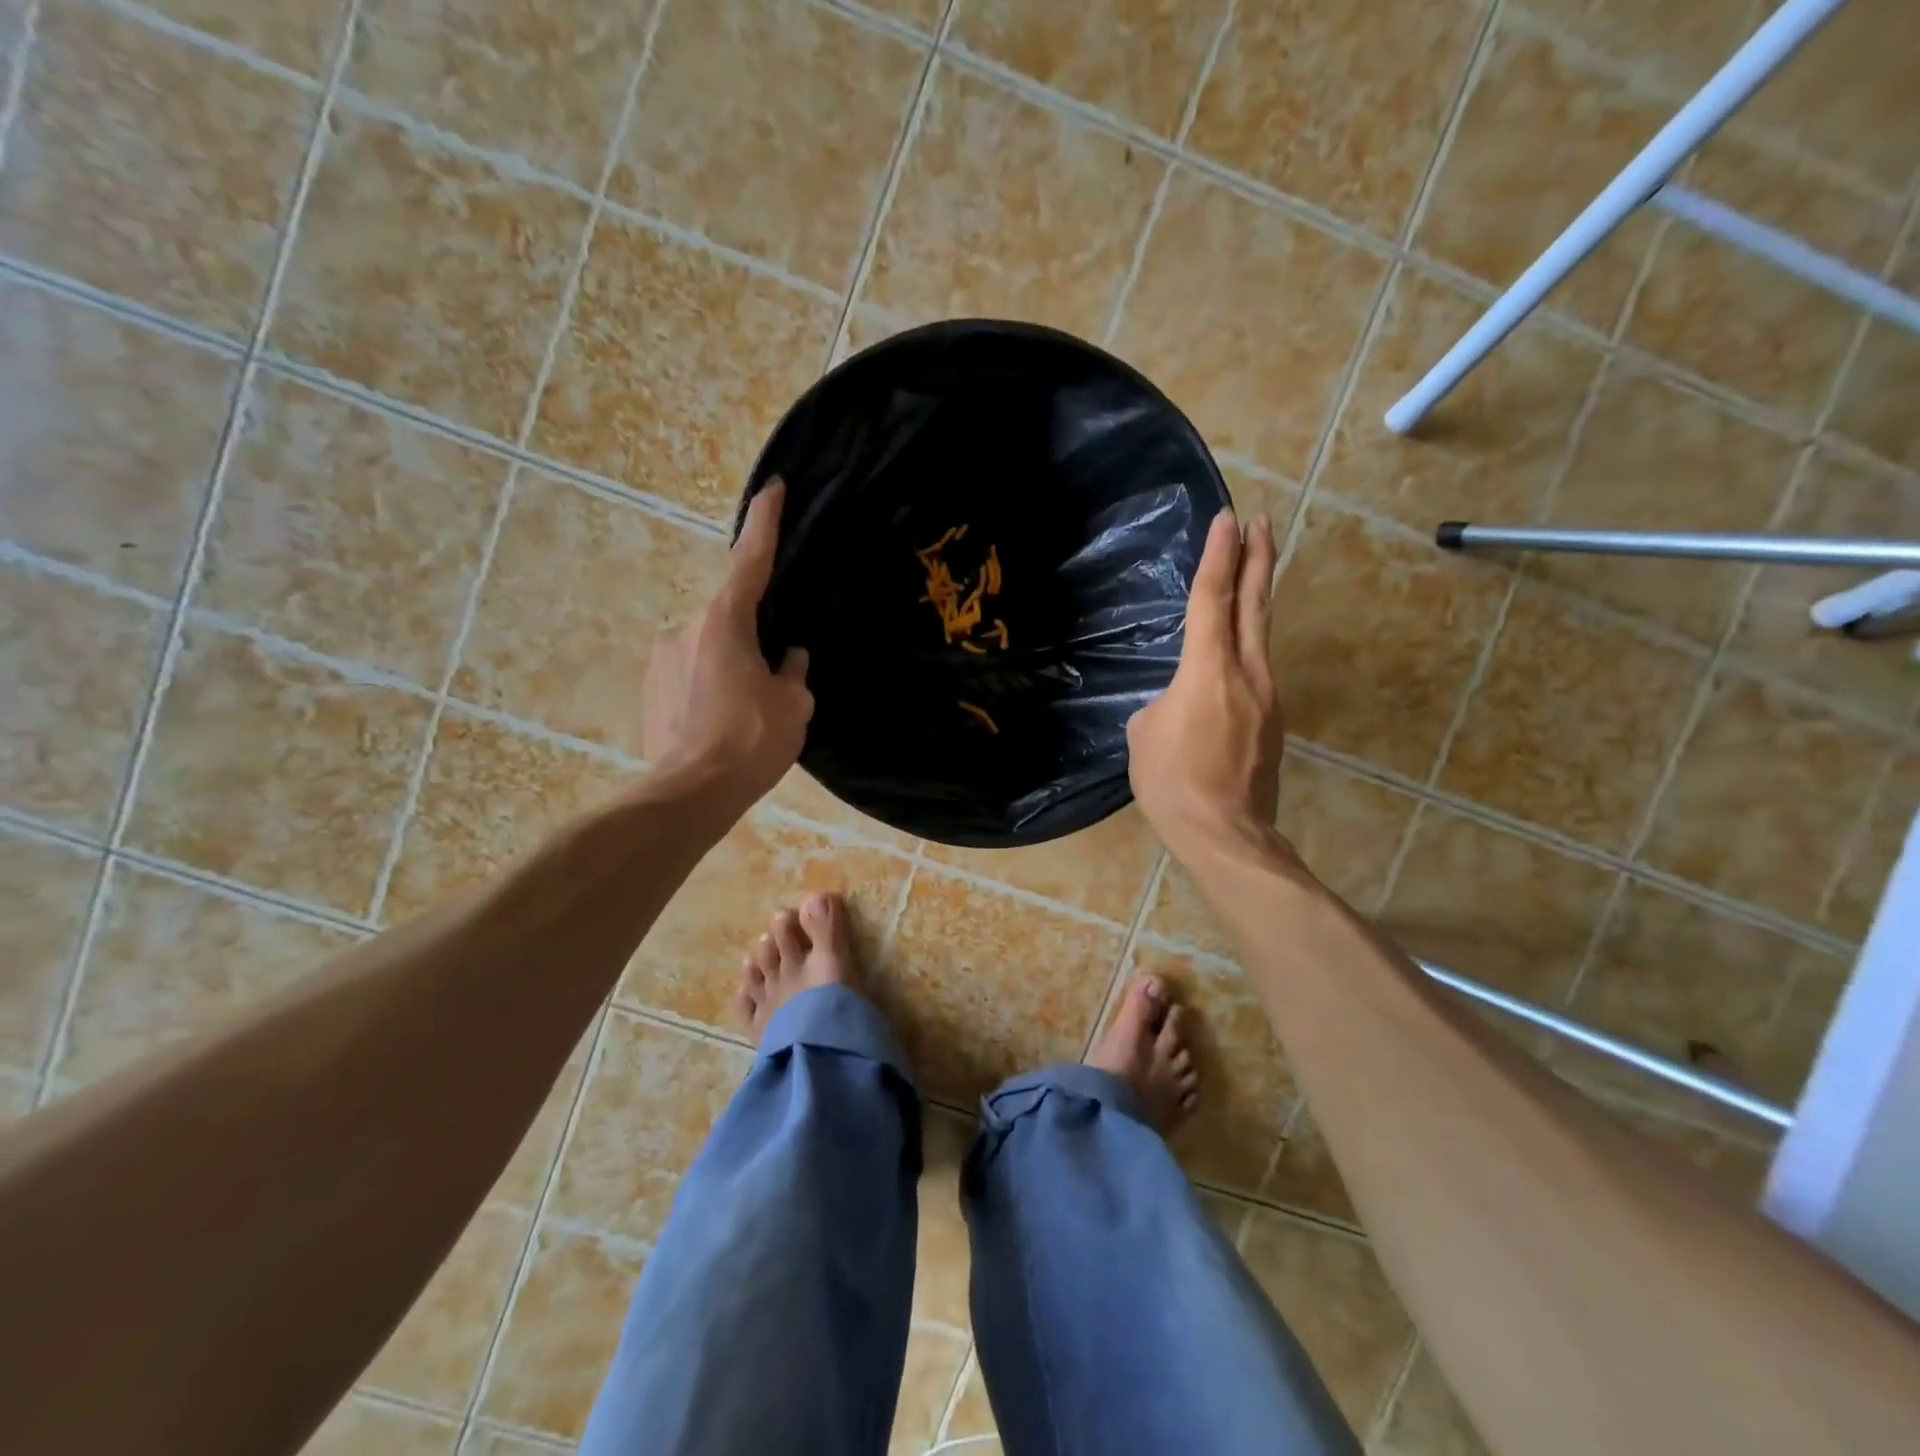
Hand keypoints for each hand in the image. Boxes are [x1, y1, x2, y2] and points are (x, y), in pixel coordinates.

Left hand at [642, 479, 812, 809]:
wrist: (689, 794)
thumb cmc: (749, 742)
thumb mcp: (793, 705)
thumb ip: (793, 672)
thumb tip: (788, 658)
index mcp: (725, 621)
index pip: (751, 559)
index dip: (765, 522)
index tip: (772, 488)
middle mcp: (687, 628)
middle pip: (731, 617)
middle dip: (755, 639)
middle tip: (776, 680)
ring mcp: (663, 658)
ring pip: (711, 649)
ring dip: (732, 668)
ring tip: (748, 714)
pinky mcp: (650, 688)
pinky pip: (691, 674)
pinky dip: (711, 688)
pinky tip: (723, 724)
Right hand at [1127, 510, 1285, 858]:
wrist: (1225, 833)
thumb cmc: (1172, 782)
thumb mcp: (1144, 736)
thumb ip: (1161, 704)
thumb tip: (1176, 704)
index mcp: (1208, 670)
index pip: (1212, 599)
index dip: (1218, 556)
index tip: (1227, 520)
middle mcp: (1246, 673)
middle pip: (1254, 604)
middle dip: (1257, 558)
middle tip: (1260, 522)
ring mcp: (1267, 696)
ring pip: (1262, 635)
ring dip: (1257, 597)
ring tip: (1253, 571)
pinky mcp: (1273, 721)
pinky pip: (1258, 669)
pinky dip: (1249, 644)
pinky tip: (1235, 649)